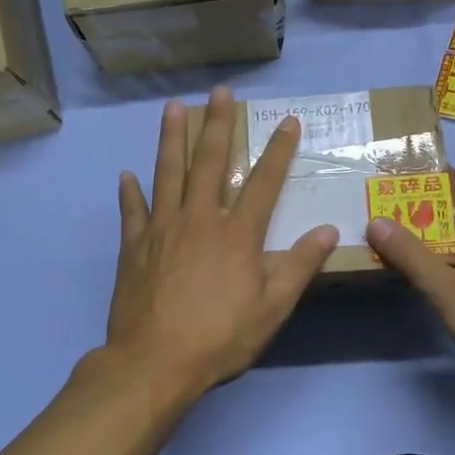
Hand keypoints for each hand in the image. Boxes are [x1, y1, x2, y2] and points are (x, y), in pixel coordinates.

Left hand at [107, 86, 338, 402]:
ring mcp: (162, 229)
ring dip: (171, 139)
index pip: (264, 182)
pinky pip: (132, 211)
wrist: (154, 362)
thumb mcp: (272, 308)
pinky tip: (126, 175)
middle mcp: (199, 219)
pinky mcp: (133, 247)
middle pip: (210, 163)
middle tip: (220, 92)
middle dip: (218, 124)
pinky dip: (130, 192)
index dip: (279, 150)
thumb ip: (299, 266)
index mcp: (237, 234)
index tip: (288, 121)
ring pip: (167, 173)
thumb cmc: (220, 337)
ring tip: (173, 108)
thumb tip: (327, 229)